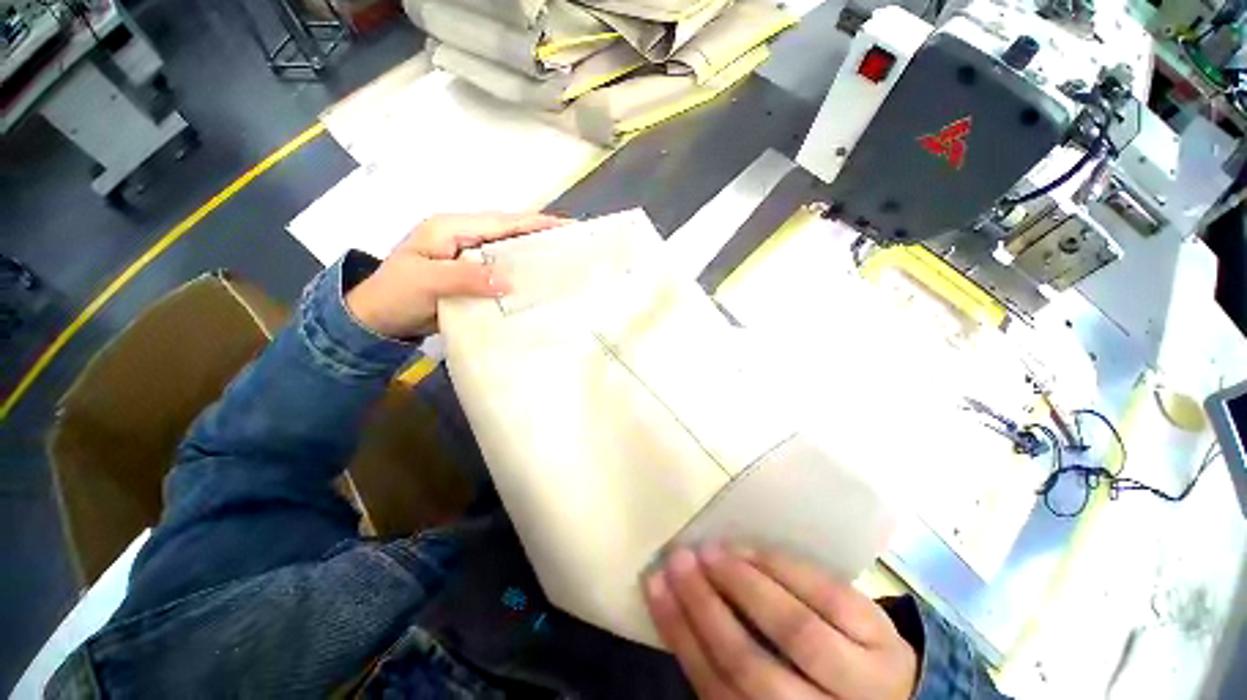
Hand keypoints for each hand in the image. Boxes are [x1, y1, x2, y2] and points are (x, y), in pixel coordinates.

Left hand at [346, 212, 566, 337]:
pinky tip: (535, 284)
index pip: (501, 222)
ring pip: (506, 251)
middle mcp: (463, 238)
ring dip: (531, 255)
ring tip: (561, 262)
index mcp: (451, 229)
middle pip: (508, 233)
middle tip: (572, 245)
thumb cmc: (395, 294)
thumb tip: (509, 281)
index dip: (535, 223)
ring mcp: (467, 258)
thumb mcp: (427, 281)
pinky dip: (519, 274)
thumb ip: (466, 277)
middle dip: (539, 235)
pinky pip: (501, 271)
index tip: (567, 226)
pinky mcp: (470, 276)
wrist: (377, 320)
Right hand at [645, 545, 917, 699]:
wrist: (887, 690)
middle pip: (755, 667)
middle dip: (706, 608)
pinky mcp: (882, 633)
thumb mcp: (772, 694)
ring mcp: (866, 678)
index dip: (682, 638)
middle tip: (678, 562)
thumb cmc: (811, 691)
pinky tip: (748, 550)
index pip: (721, 693)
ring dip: (742, 583)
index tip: (654, 588)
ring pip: (794, 629)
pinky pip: (825, 593)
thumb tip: (680, 612)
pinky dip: (780, 568)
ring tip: (709, 551)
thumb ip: (734, 671)